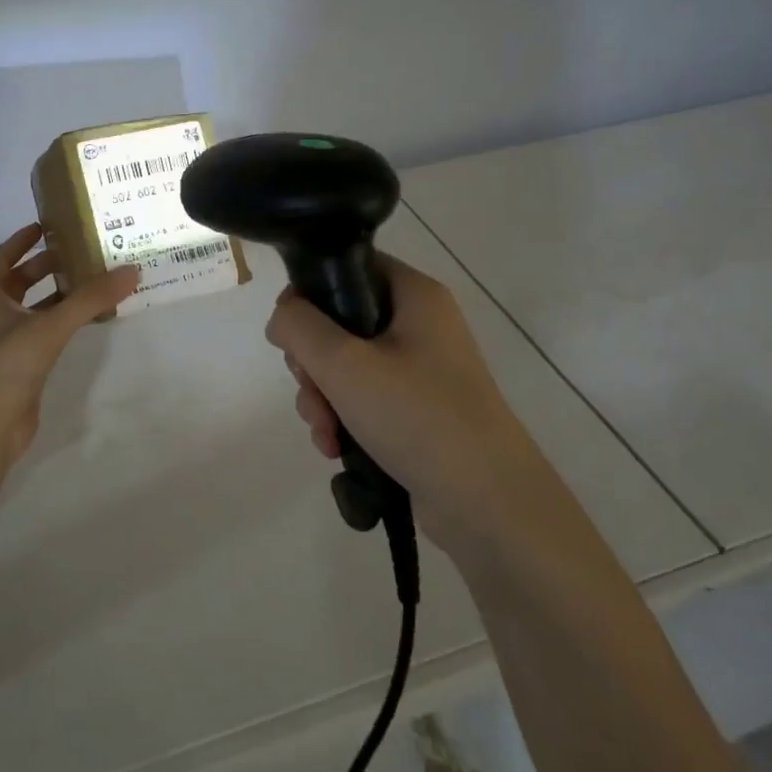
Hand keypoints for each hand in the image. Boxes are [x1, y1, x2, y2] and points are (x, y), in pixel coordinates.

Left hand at [0, 223, 139, 467]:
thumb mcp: (49, 326)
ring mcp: (4, 346)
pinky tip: (84, 324)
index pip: (2, 258)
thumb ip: (90, 299)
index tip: (45, 226)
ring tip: (90, 284)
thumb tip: (131, 270)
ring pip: (32, 312)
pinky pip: (42, 338)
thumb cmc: (5, 365)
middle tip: (78, 254)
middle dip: (44, 267)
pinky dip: (61, 326)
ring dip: (56, 298)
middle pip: (18, 284)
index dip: (21, 241)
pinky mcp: (19, 371)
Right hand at [265, 254, 528, 535]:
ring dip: (322, 399)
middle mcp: (421, 325)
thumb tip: (283, 317)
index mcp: (414, 296)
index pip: (349, 267)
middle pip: (340, 322)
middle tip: (311, 390)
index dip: (310, 293)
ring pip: (346, 366)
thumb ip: (298, 327)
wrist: (488, 504)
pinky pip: (364, 399)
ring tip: (325, 433)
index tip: (291, 333)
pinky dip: (344, 419)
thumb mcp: (343, 363)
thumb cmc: (416, 416)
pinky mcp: (418, 410)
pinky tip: (336, 449)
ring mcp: (421, 370)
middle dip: (312, 363)